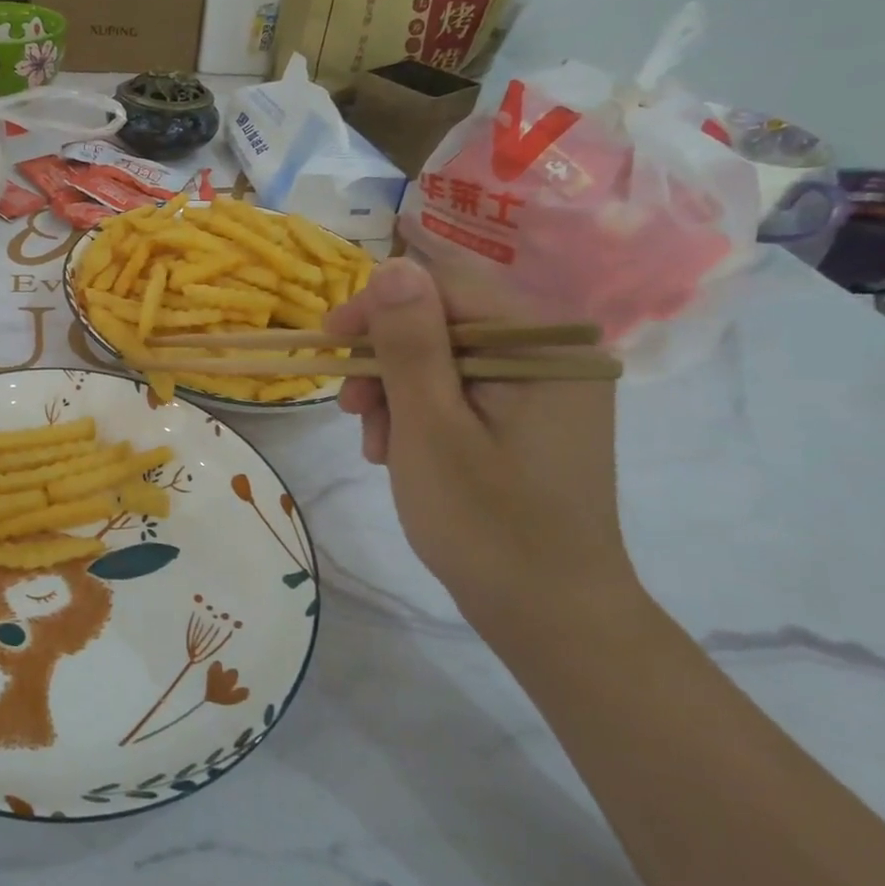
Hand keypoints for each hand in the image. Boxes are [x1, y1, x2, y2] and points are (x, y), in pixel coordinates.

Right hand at [324, 256, 634, 621]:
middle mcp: (553, 353)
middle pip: (445, 321)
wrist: (552, 618)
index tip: (330, 343)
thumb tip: (392, 267)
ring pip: (445, 357)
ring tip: (374, 443)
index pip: (448, 286)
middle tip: (351, 408)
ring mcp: (544, 388)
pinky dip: (419, 413)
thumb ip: (410, 342)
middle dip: (386, 360)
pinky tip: (398, 451)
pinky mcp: (529, 418)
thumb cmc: (487, 522)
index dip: (381, 306)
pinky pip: (460, 390)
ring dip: (396, 391)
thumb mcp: (430, 426)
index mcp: (545, 345)